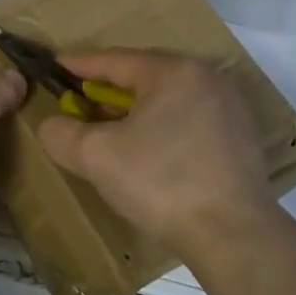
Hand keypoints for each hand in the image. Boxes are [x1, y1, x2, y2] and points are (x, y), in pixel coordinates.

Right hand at [37, 51, 275, 257]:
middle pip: (146, 76)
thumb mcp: (96, 156)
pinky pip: (191, 119)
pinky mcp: (242, 139)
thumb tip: (53, 125)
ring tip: (112, 126)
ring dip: (137, 109)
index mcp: (173, 72)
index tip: (57, 64)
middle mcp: (206, 78)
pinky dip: (164, 126)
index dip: (81, 64)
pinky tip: (150, 150)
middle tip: (82, 98)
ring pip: (170, 98)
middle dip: (110, 88)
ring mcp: (230, 108)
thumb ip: (62, 133)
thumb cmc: (160, 182)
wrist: (232, 234)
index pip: (116, 60)